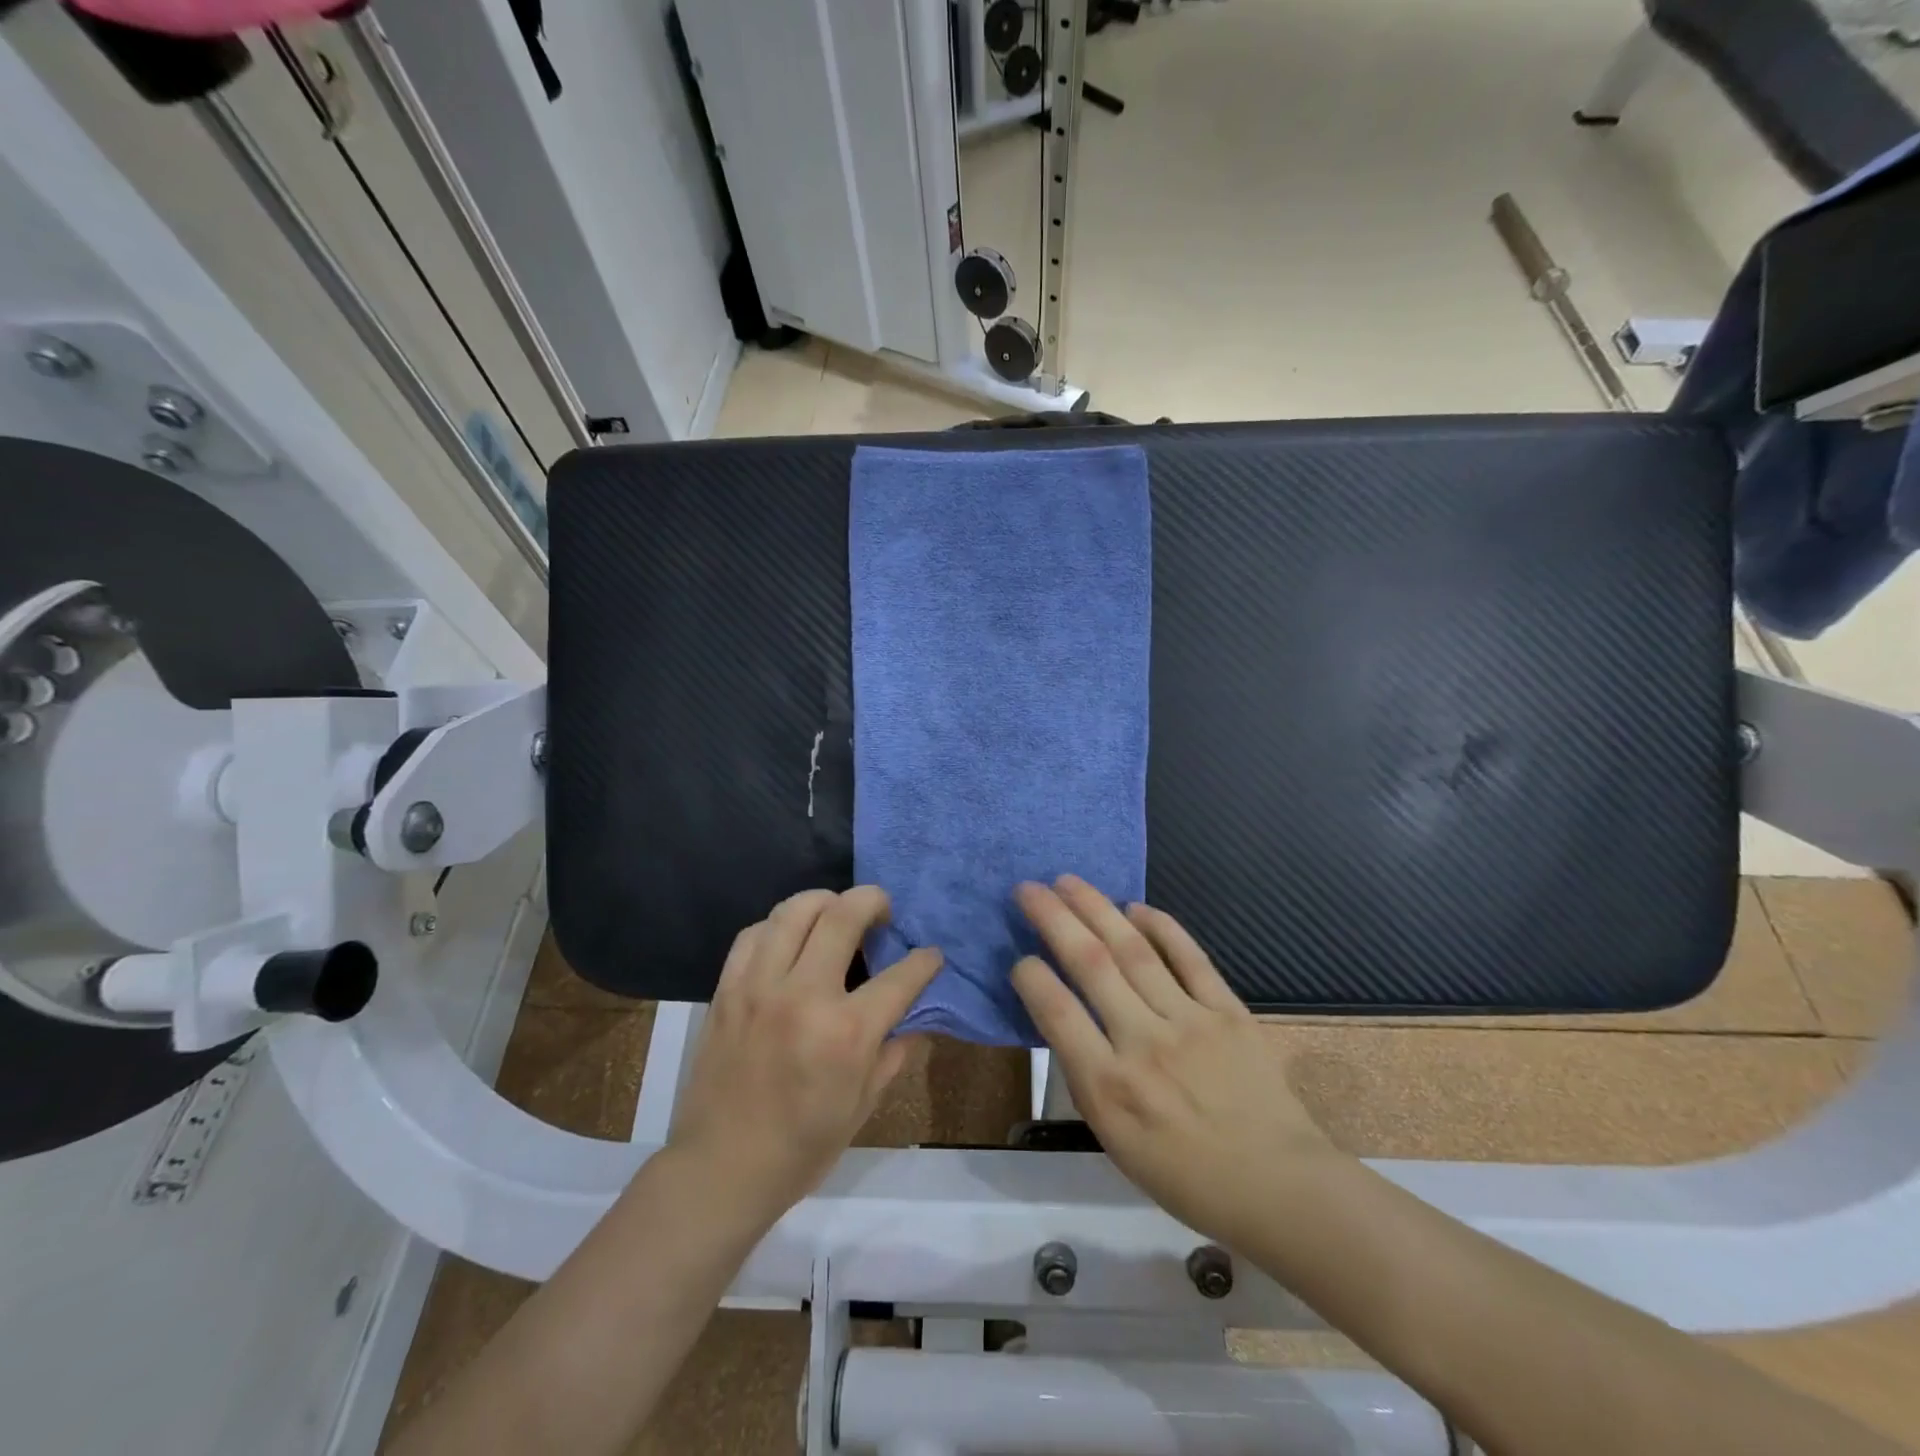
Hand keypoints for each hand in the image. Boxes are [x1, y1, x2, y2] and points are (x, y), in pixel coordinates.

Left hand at [667, 887, 942, 1223]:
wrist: (720, 1170)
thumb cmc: (802, 1147)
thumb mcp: (864, 1105)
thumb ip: (893, 1051)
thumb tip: (912, 1015)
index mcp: (846, 1033)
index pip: (901, 975)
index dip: (925, 960)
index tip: (931, 955)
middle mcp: (803, 996)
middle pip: (843, 915)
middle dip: (874, 900)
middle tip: (882, 910)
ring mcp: (759, 986)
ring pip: (794, 910)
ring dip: (825, 901)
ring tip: (836, 914)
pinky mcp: (727, 989)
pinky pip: (754, 933)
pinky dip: (778, 926)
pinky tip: (789, 940)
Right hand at [1011, 876, 1337, 1247]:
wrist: (1277, 1187)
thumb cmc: (1185, 1175)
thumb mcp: (1115, 1141)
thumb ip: (1087, 1075)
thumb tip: (1068, 1016)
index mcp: (1109, 1088)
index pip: (1057, 1011)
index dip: (1031, 976)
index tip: (1020, 958)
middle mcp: (1144, 1044)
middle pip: (1091, 964)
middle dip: (1053, 919)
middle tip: (1028, 888)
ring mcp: (1190, 1022)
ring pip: (1134, 950)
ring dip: (1097, 909)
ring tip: (1069, 882)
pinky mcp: (1228, 1011)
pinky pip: (1190, 958)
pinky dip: (1162, 927)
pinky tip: (1135, 906)